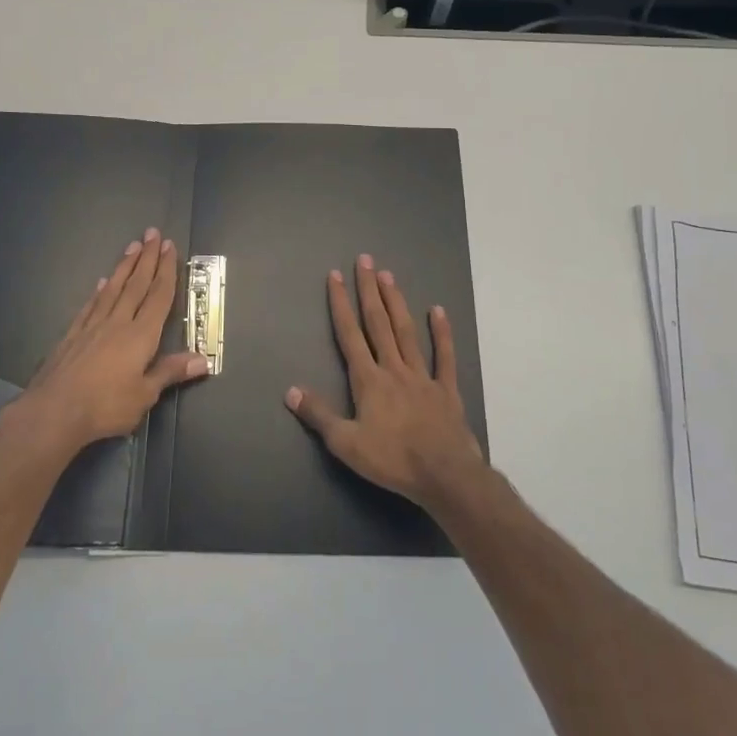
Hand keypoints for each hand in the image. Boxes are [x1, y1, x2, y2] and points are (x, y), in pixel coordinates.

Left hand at [17, 229, 209, 449]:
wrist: (53, 411)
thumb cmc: (105, 405)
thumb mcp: (145, 395)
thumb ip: (170, 372)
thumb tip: (203, 360)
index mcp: (141, 335)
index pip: (158, 296)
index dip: (166, 270)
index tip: (169, 246)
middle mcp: (118, 322)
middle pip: (136, 284)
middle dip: (147, 258)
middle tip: (152, 233)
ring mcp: (92, 326)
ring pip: (113, 289)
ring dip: (124, 266)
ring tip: (132, 246)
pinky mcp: (72, 335)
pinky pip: (91, 305)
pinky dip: (99, 291)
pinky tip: (102, 282)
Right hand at [285, 253, 485, 510]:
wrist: (444, 474)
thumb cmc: (392, 460)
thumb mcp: (346, 443)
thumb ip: (318, 415)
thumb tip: (290, 391)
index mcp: (368, 380)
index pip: (349, 335)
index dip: (341, 305)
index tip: (336, 276)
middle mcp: (393, 368)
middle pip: (378, 323)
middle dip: (369, 291)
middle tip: (365, 261)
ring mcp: (422, 376)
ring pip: (406, 332)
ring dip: (396, 302)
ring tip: (389, 275)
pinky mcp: (446, 389)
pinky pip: (444, 356)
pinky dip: (442, 333)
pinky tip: (438, 311)